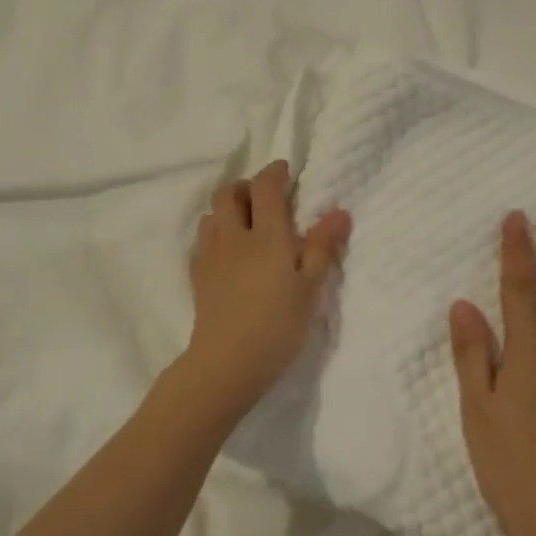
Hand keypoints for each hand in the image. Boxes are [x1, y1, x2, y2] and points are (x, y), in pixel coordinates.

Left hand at [183, 160, 351, 415]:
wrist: (227, 363)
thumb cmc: (278, 325)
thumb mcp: (310, 288)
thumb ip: (322, 247)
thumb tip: (339, 211)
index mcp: (266, 234)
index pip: (265, 187)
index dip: (275, 172)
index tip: (286, 172)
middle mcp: (233, 236)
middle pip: (229, 193)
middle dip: (246, 186)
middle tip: (266, 198)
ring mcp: (210, 255)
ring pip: (211, 215)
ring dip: (228, 209)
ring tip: (247, 224)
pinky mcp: (197, 276)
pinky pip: (203, 241)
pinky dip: (216, 234)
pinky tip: (229, 253)